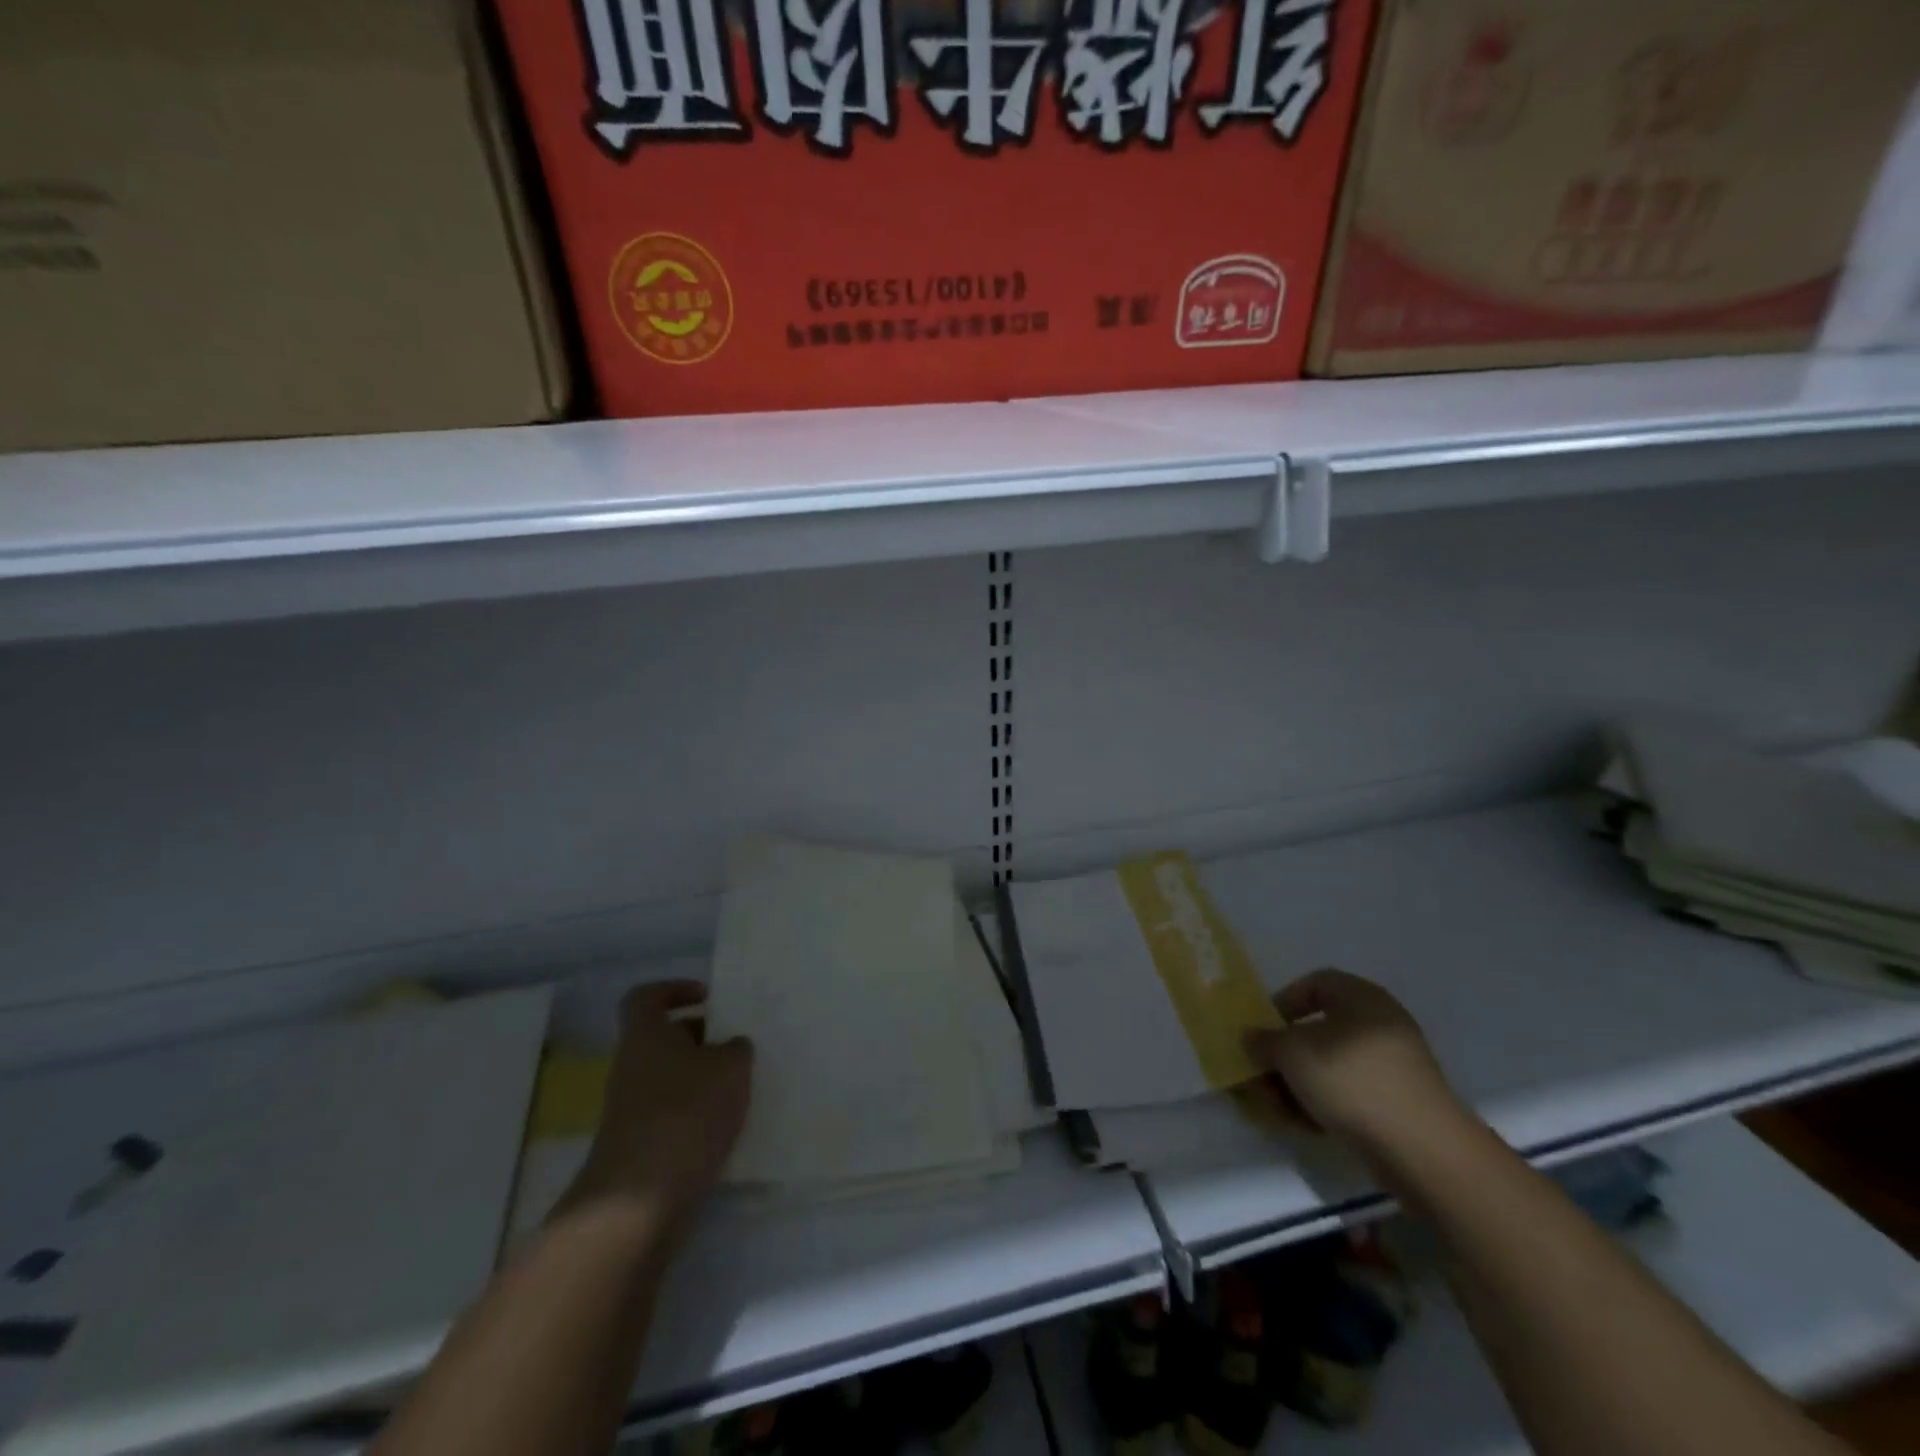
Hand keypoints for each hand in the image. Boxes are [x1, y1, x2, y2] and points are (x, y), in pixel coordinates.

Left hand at [560, 982, 752, 1235]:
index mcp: (645, 1035)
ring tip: (743, 1086)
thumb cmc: (686, 1113)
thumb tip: (731, 1048)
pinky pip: (673, 1116)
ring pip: (671, 1079)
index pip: (646, 997)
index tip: (708, 997)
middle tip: (738, 1044)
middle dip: (701, 1038)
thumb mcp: (730, 1067)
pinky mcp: (640, 1148)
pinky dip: (699, 1115)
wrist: (640, 1202)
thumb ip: (736, 1049)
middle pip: (663, 1039)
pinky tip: (730, 1126)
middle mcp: (632, 1067)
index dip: (674, 990)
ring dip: (704, 1079)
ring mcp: (632, 1111)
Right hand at [1244, 969, 1467, 1163]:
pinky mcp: (1399, 1103)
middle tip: (1263, 1076)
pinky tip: (1306, 1124)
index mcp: (1362, 998)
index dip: (1283, 1002)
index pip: (1314, 984)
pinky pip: (1351, 1093)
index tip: (1263, 1029)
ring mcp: (1393, 1066)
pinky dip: (1325, 1103)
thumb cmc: (1351, 1081)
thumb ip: (1264, 1041)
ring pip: (1331, 1065)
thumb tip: (1252, 1038)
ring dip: (1299, 1083)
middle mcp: (1380, 1025)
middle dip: (1285, 1054)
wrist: (1422, 1150)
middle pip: (1319, 1030)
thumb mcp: (1292, 1054)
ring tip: (1279, 1108)